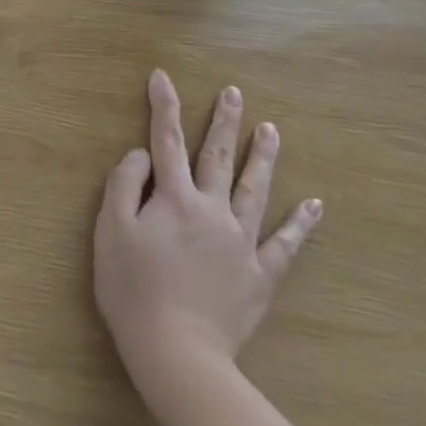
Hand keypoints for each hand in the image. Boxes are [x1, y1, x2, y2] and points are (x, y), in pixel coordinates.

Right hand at [95, 70, 320, 388]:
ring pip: (256, 190)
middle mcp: (212, 210)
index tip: (162, 76)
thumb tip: (141, 156)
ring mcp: (242, 241)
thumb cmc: (132, 288)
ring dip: (263, 157)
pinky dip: (301, 223)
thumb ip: (124, 186)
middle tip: (234, 93)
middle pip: (218, 157)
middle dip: (224, 121)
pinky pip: (286, 243)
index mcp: (174, 198)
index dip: (163, 106)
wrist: (176, 349)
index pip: (165, 141)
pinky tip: (315, 205)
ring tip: (271, 129)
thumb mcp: (110, 231)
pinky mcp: (260, 273)